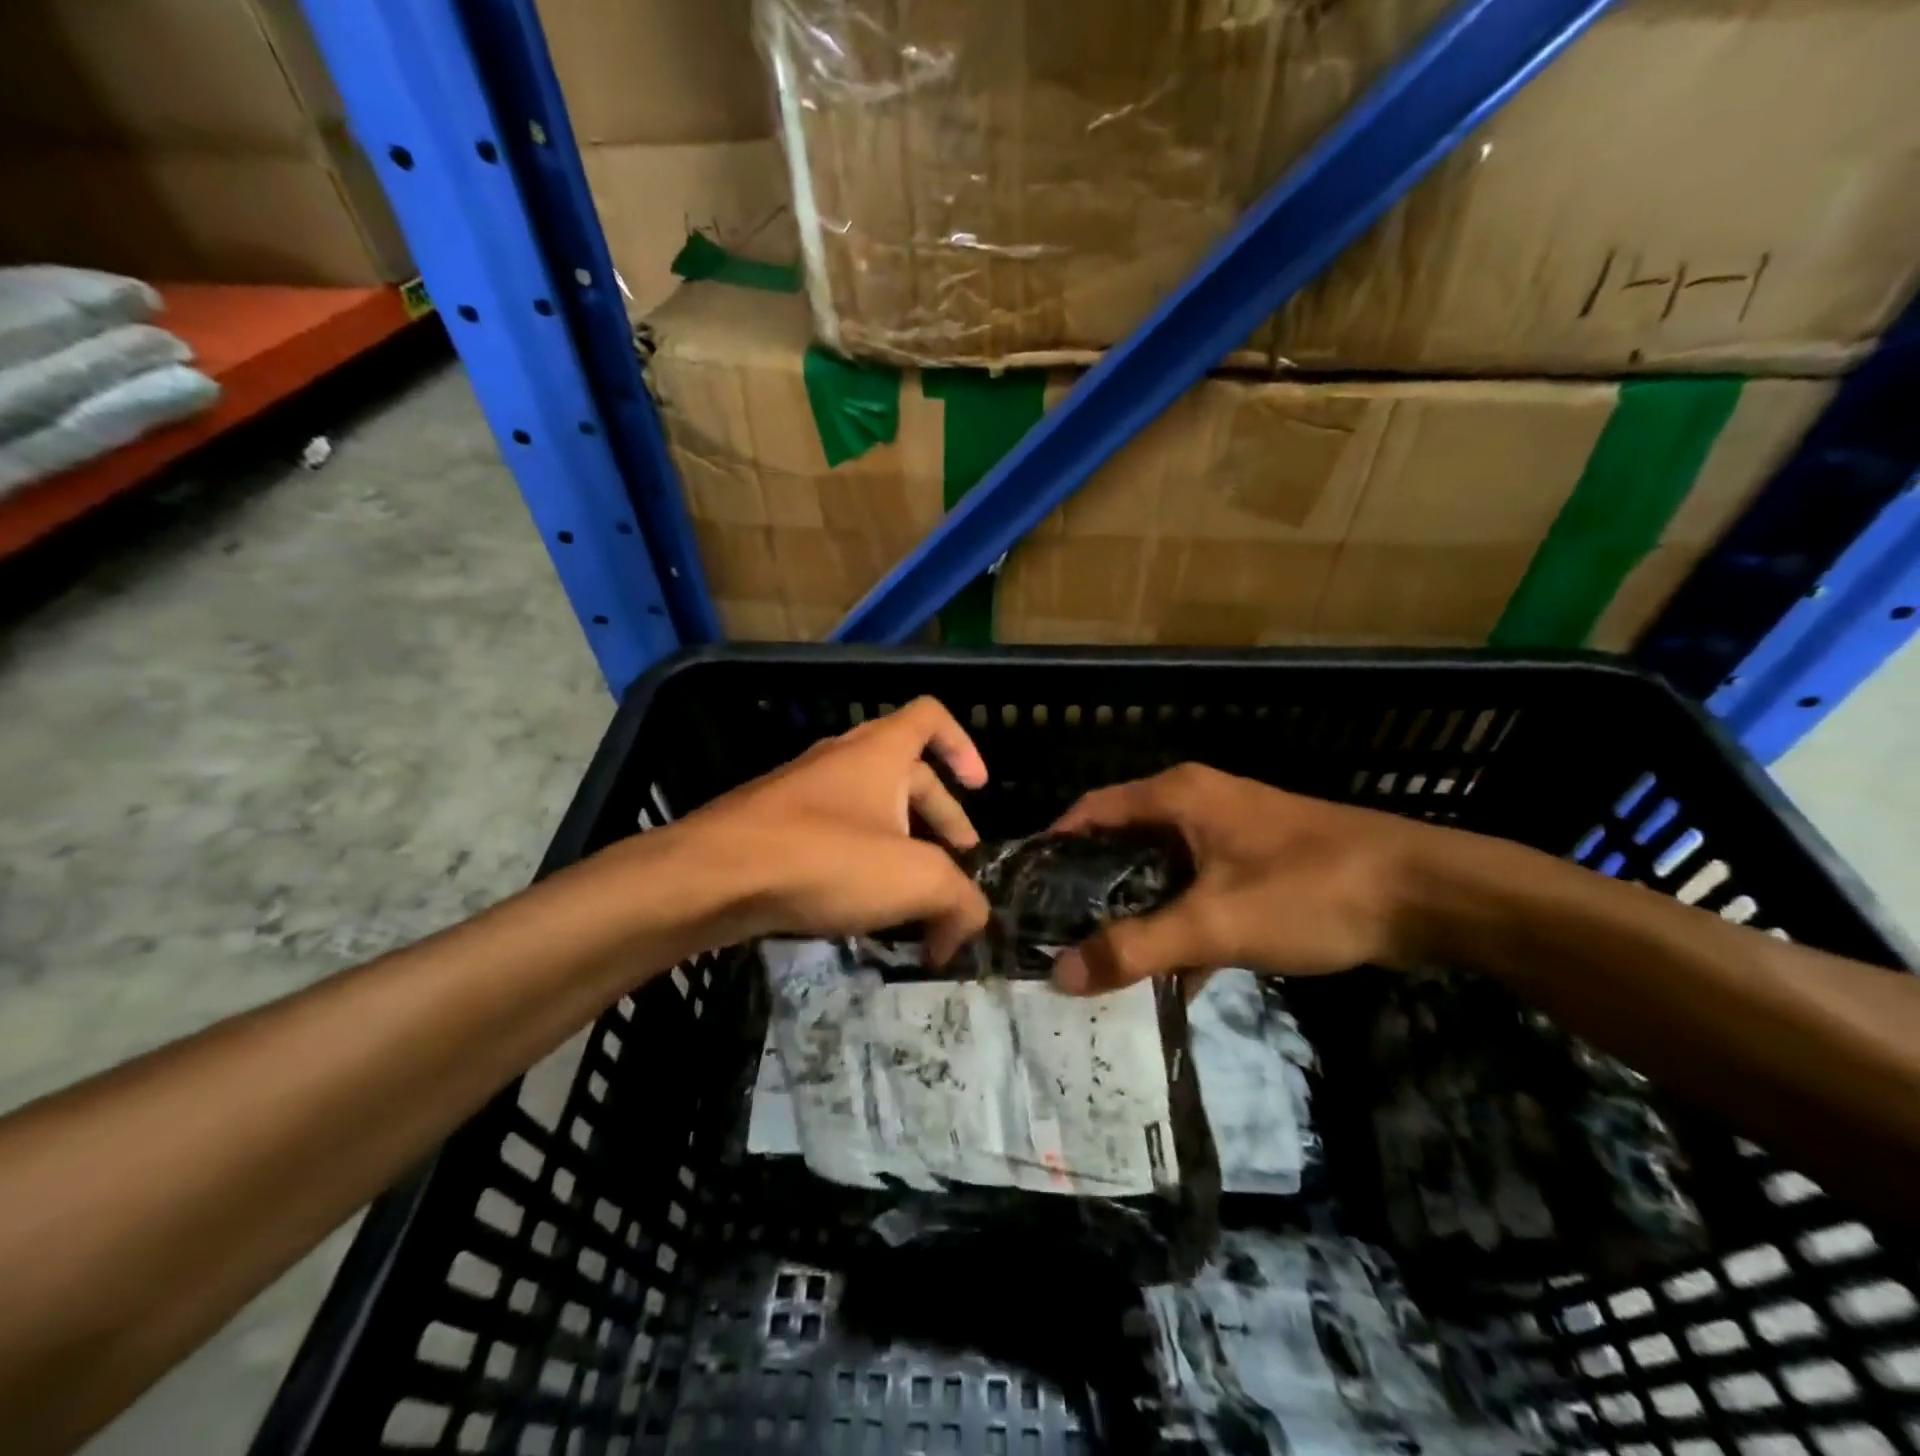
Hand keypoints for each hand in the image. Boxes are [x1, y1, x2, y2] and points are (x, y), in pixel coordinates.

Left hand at [671, 697, 991, 962]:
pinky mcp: (776, 827)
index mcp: (880, 751)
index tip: (980, 789)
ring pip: (871, 811)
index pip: (931, 717)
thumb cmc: (825, 858)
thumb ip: (960, 900)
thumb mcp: (914, 880)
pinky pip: (835, 836)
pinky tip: (863, 912)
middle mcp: (843, 760)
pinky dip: (861, 865)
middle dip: (942, 824)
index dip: (964, 745)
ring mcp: (805, 793)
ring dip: (902, 850)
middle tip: (954, 875)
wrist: (711, 877)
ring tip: (914, 904)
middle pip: (910, 777)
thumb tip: (971, 925)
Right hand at [1049, 763, 1435, 993]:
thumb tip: (1060, 977)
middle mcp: (1197, 803)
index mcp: (1177, 796)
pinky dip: (1181, 921)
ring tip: (1100, 956)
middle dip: (1091, 885)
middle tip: (1055, 932)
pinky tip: (1171, 974)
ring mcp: (1230, 832)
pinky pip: (1199, 887)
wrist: (1426, 894)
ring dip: (1136, 909)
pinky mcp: (1258, 862)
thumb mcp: (1215, 923)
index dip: (1054, 845)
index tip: (1025, 891)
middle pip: (1123, 840)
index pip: (1091, 811)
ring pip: (1162, 868)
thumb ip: (1136, 948)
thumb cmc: (1309, 891)